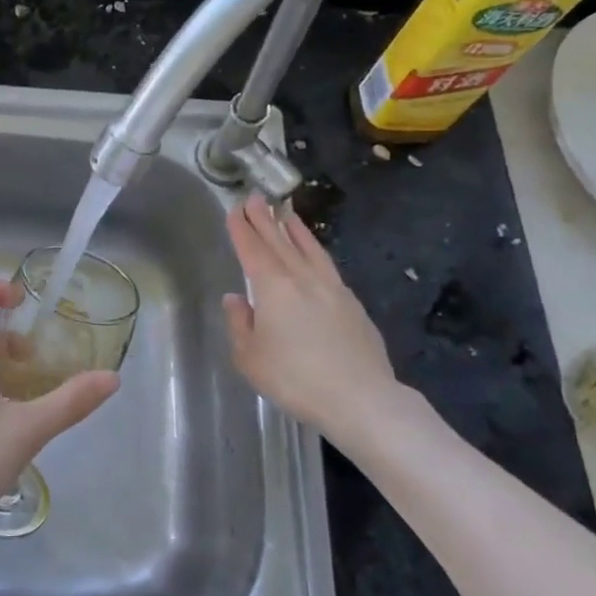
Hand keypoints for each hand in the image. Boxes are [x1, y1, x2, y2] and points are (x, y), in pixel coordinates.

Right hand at [223, 195, 405, 443]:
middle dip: (265, 218)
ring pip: (309, 248)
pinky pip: (327, 265)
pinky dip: (315, 250)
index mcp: (272, 286)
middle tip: (255, 197)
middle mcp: (302, 278)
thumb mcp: (250, 357)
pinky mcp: (352, 303)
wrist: (360, 397)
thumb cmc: (295, 378)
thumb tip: (235, 298)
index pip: (253, 249)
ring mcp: (331, 288)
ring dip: (295, 228)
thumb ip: (240, 323)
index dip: (242, 229)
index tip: (236, 209)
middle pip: (280, 240)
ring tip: (286, 212)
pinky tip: (314, 253)